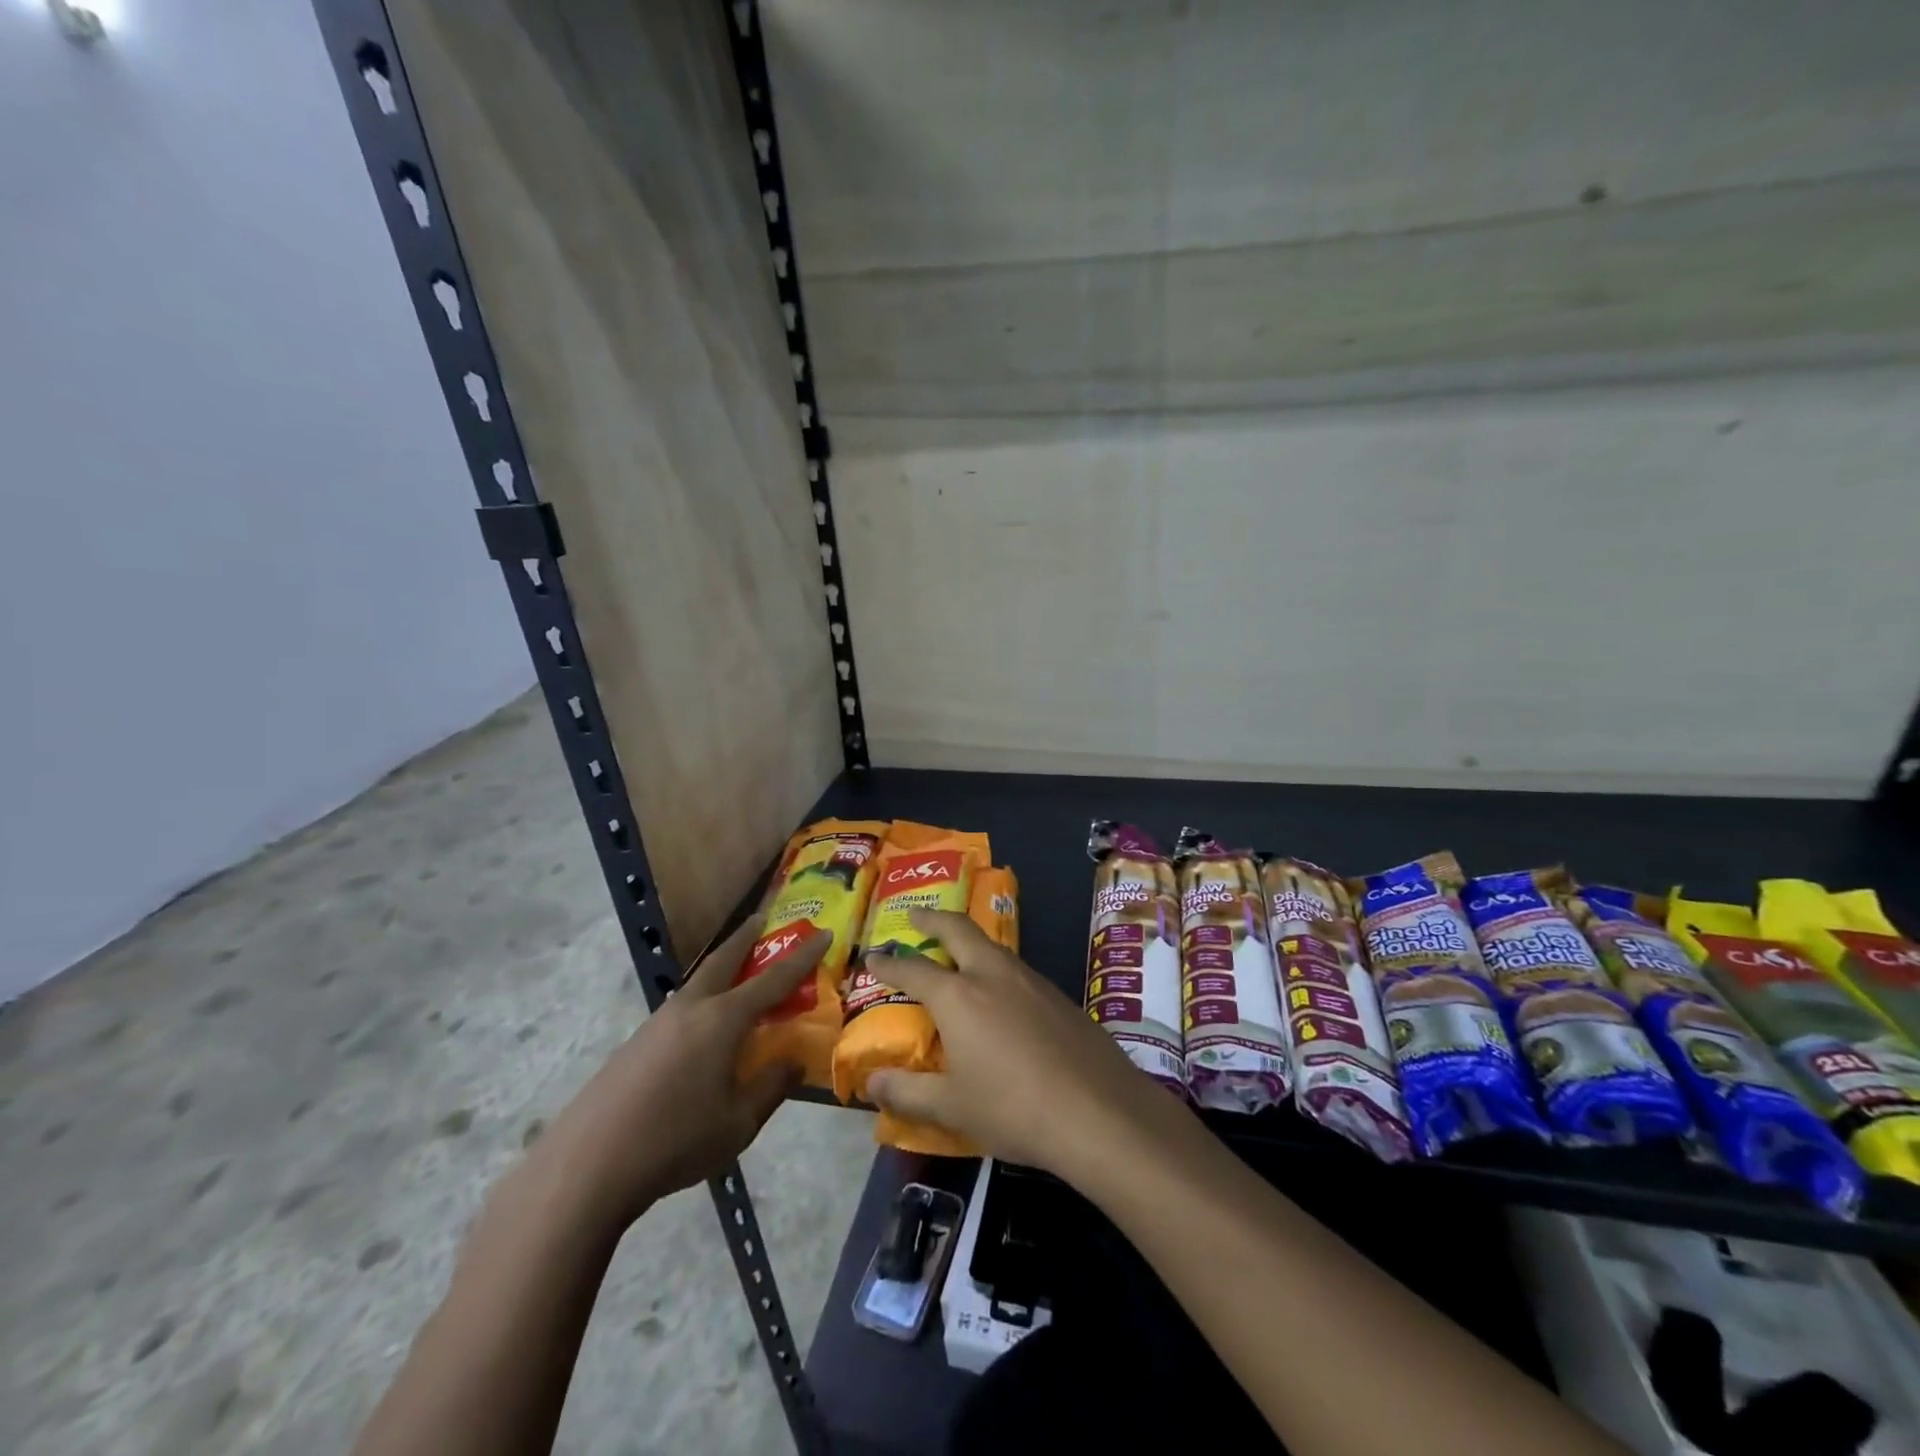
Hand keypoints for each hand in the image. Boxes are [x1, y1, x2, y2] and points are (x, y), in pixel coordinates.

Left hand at [540, 918, 828, 1222]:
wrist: (587, 1166)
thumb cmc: (675, 1141)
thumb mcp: (739, 1123)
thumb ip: (771, 1086)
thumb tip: (791, 1060)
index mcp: (723, 1020)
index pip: (774, 979)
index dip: (802, 955)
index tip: (823, 932)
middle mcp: (691, 1009)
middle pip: (724, 959)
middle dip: (746, 937)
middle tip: (762, 918)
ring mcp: (657, 1023)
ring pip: (698, 983)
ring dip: (721, 969)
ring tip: (736, 974)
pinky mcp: (634, 1044)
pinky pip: (680, 1009)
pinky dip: (702, 1001)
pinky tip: (701, 1031)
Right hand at [862, 909, 1175, 1179]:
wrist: (1098, 1110)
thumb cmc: (1013, 1109)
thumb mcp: (951, 1108)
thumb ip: (907, 1093)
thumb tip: (871, 1084)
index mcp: (959, 996)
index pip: (914, 969)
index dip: (890, 963)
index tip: (874, 956)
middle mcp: (993, 975)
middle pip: (959, 930)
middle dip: (934, 919)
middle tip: (916, 915)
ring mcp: (1031, 980)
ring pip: (992, 946)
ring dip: (969, 940)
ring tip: (958, 950)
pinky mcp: (1059, 995)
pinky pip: (1017, 969)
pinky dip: (997, 966)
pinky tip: (1002, 992)